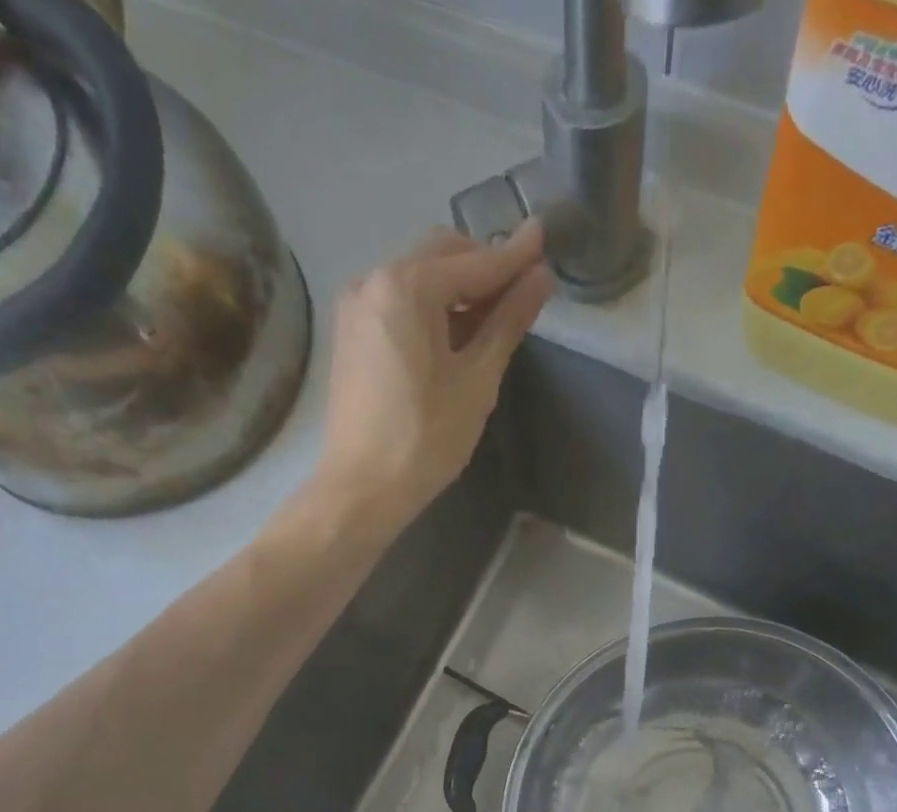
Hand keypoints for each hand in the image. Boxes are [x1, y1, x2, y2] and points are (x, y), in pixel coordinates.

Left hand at [315, 220, 552, 523]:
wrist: (362, 488)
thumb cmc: (426, 440)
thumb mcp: (476, 382)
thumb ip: (508, 322)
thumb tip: (541, 278)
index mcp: (406, 286)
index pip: (475, 262)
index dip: (515, 257)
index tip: (545, 238)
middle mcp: (374, 279)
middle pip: (440, 255)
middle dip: (483, 266)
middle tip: (521, 290)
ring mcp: (356, 306)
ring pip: (417, 277)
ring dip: (456, 288)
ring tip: (491, 320)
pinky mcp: (350, 333)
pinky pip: (397, 302)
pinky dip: (430, 307)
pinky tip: (452, 336)